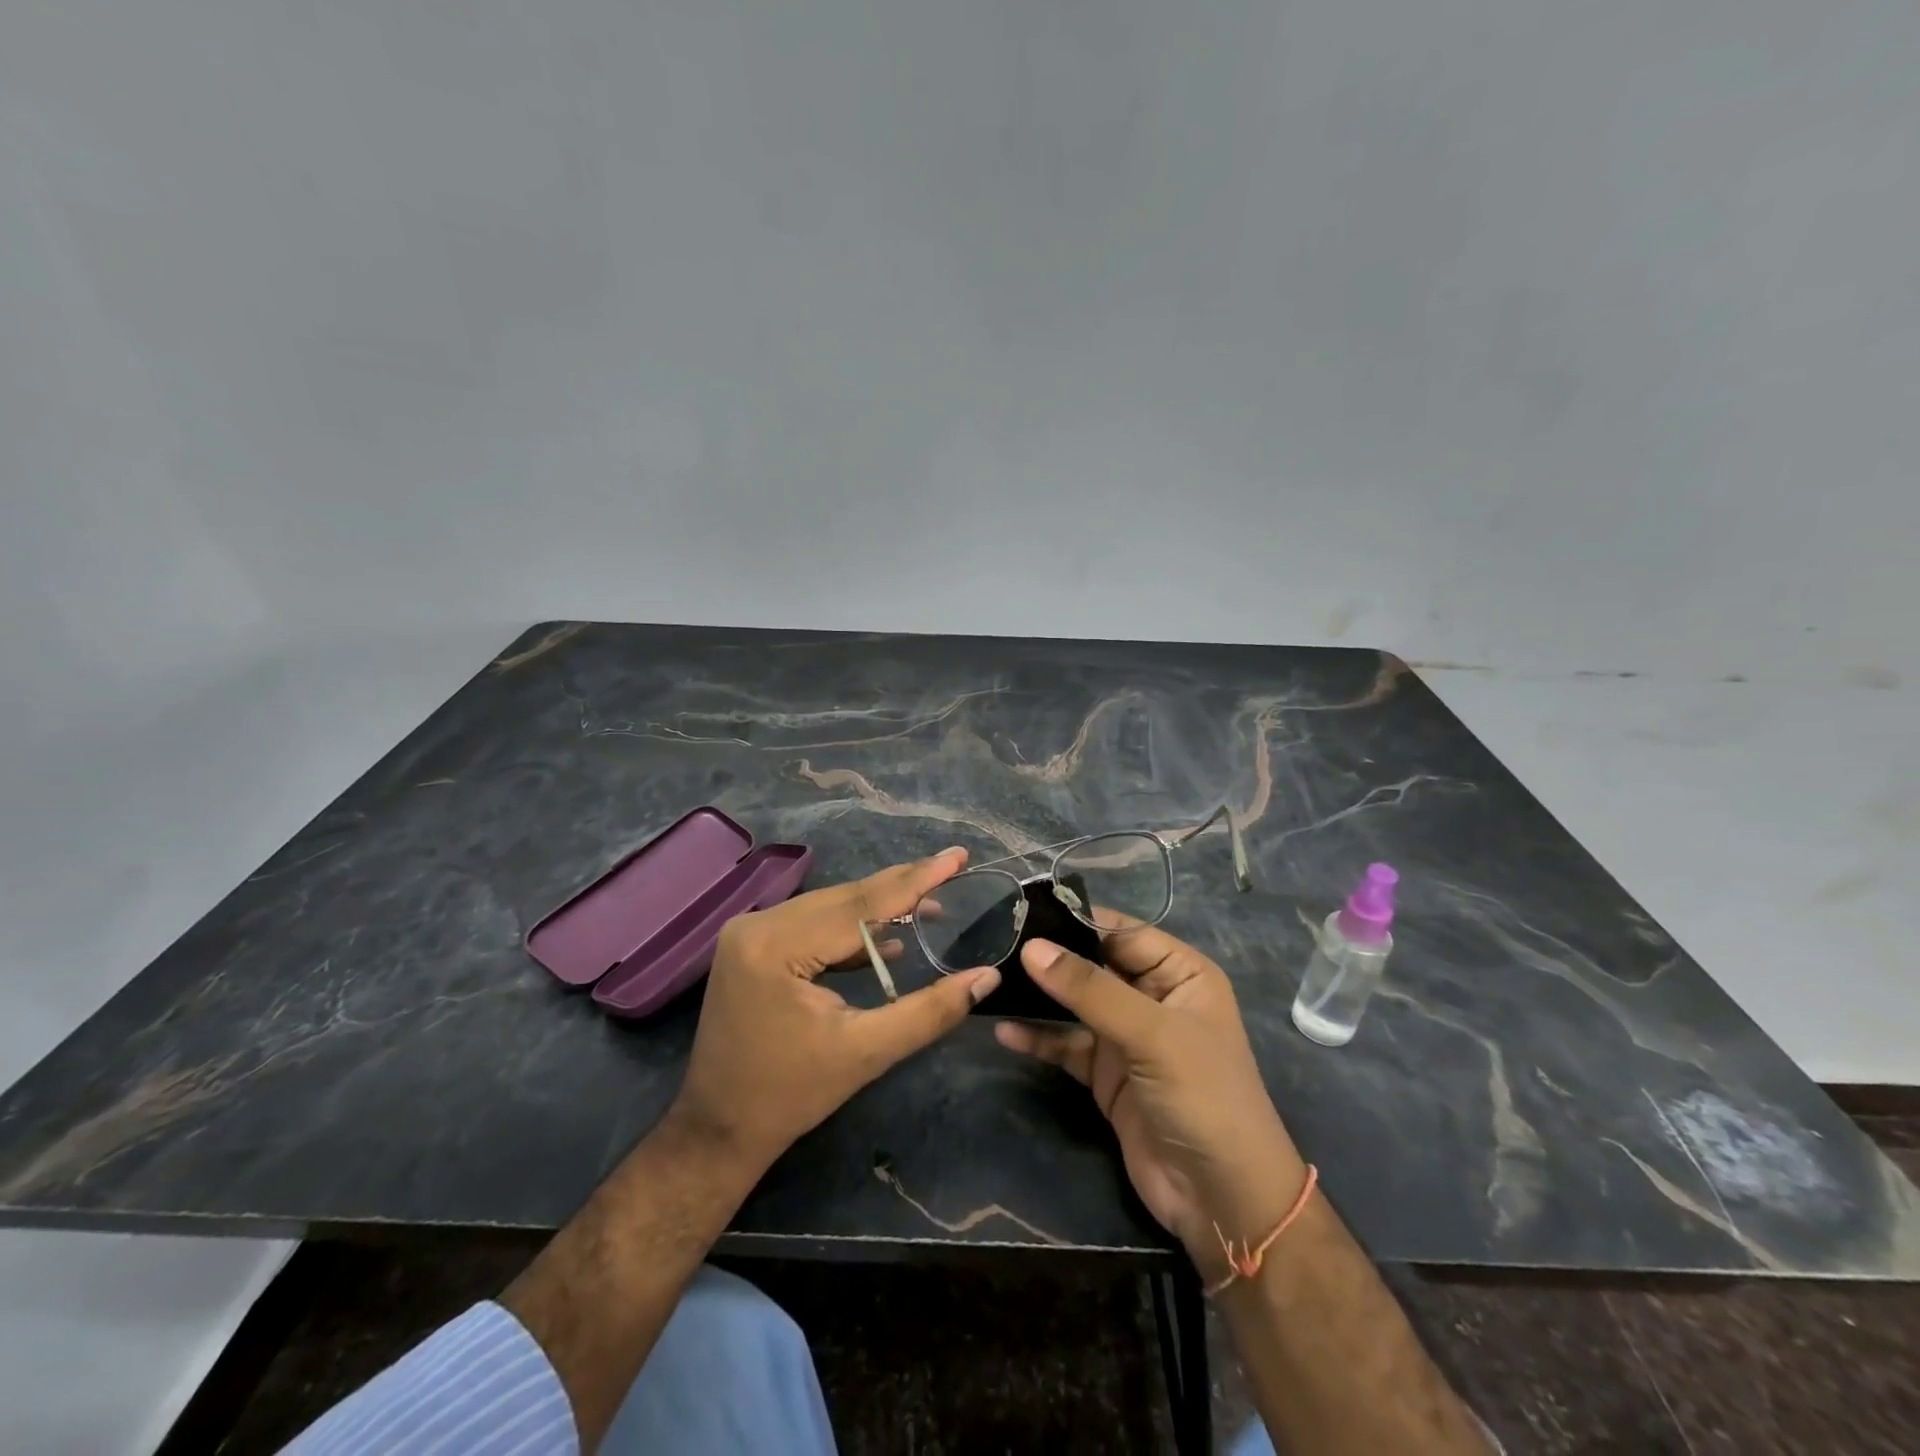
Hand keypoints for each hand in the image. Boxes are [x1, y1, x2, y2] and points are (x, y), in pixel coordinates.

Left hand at [672, 847, 1000, 1171]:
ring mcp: (751, 932)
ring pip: (831, 907)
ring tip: (931, 905)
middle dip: (902, 886)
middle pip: (845, 898)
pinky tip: (888, 938)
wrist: (719, 1129)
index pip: (861, 904)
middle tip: (953, 868)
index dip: (916, 880)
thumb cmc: (790, 1095)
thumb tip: (987, 978)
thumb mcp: (866, 1053)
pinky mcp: (754, 945)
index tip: (957, 856)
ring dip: (880, 907)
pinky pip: (814, 924)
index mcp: (776, 945)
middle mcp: (758, 924)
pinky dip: (852, 928)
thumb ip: (929, 1011)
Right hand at [995, 926, 1307, 1282]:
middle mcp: (1152, 997)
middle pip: (1093, 965)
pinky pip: (1066, 1045)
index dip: (1076, 920)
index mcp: (1180, 973)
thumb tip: (1031, 947)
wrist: (1222, 1200)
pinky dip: (1039, 1038)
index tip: (1023, 912)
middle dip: (1050, 958)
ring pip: (1075, 1005)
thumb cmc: (1203, 1097)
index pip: (1122, 931)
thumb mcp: (1152, 1034)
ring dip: (1038, 997)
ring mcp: (1127, 1038)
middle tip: (996, 945)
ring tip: (992, 983)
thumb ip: (1090, 989)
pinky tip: (1005, 1032)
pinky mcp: (1106, 1075)